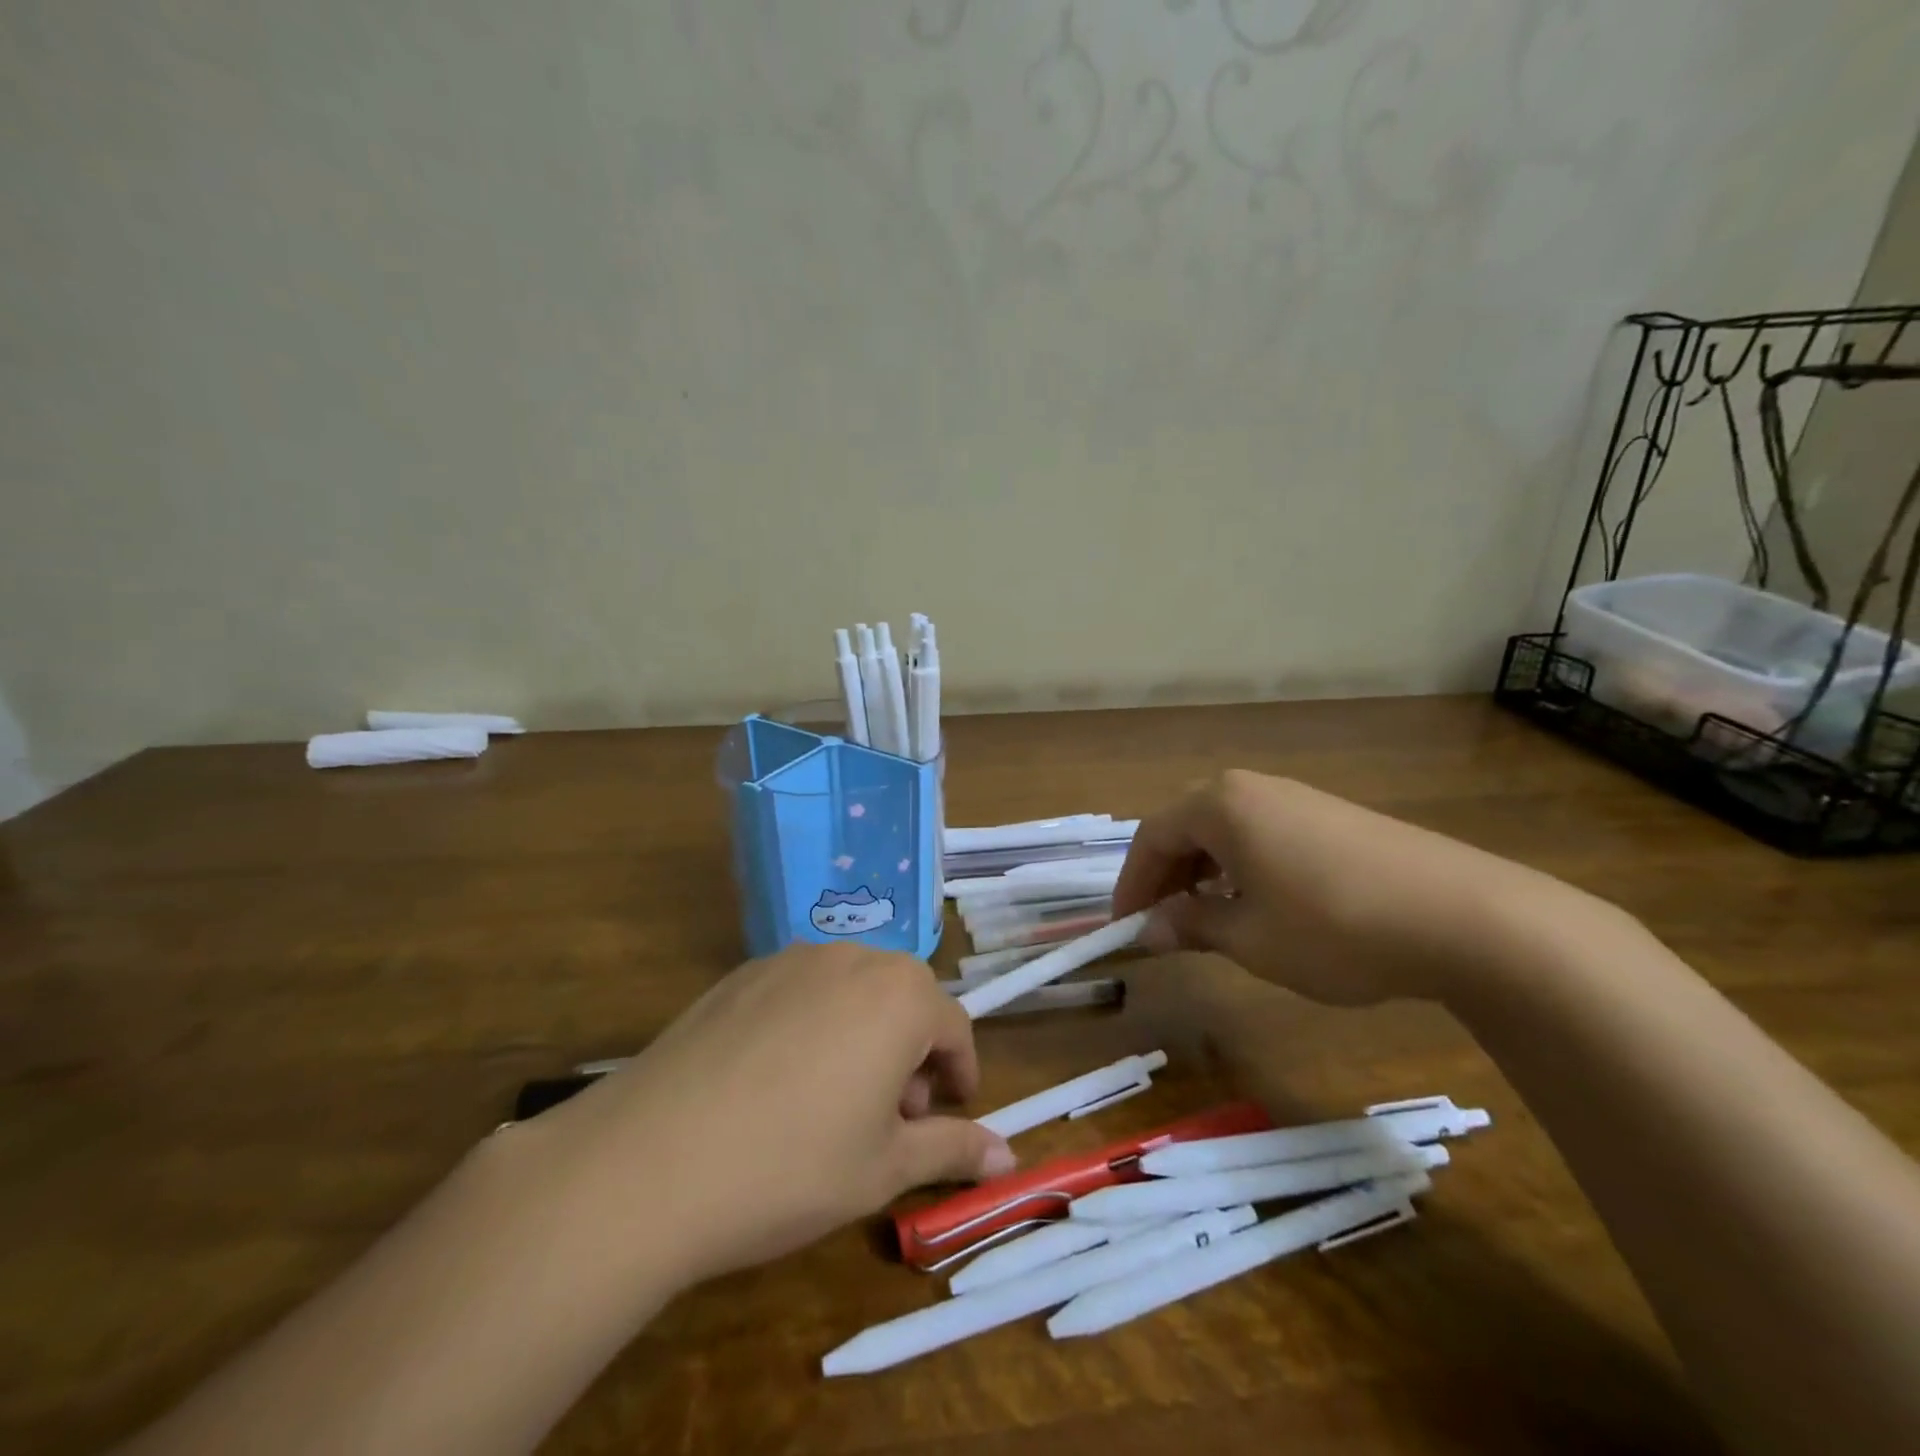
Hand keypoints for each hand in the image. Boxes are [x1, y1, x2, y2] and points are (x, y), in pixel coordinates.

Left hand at [545, 942, 1014, 1287]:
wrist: (650, 1161)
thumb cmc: (790, 1167)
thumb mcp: (883, 1169)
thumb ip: (952, 1150)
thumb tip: (1008, 1157)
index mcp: (900, 996)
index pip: (954, 1027)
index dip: (959, 1074)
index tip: (950, 1114)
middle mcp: (853, 958)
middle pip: (905, 999)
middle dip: (912, 1053)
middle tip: (893, 1116)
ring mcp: (791, 958)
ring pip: (853, 989)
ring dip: (865, 1032)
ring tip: (837, 1097)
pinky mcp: (742, 972)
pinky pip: (801, 990)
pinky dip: (814, 1023)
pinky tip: (779, 1078)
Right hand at [1112, 770, 1570, 1005]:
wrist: (1466, 917)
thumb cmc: (1334, 926)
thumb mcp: (1250, 938)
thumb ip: (1191, 925)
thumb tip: (1151, 929)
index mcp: (1220, 805)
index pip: (1152, 837)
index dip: (1132, 884)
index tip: (1125, 926)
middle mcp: (1252, 788)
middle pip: (1187, 827)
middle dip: (1167, 876)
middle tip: (1162, 923)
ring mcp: (1298, 797)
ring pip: (1227, 830)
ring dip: (1205, 872)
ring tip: (1209, 917)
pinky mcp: (1333, 815)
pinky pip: (1264, 834)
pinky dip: (1244, 866)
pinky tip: (1263, 904)